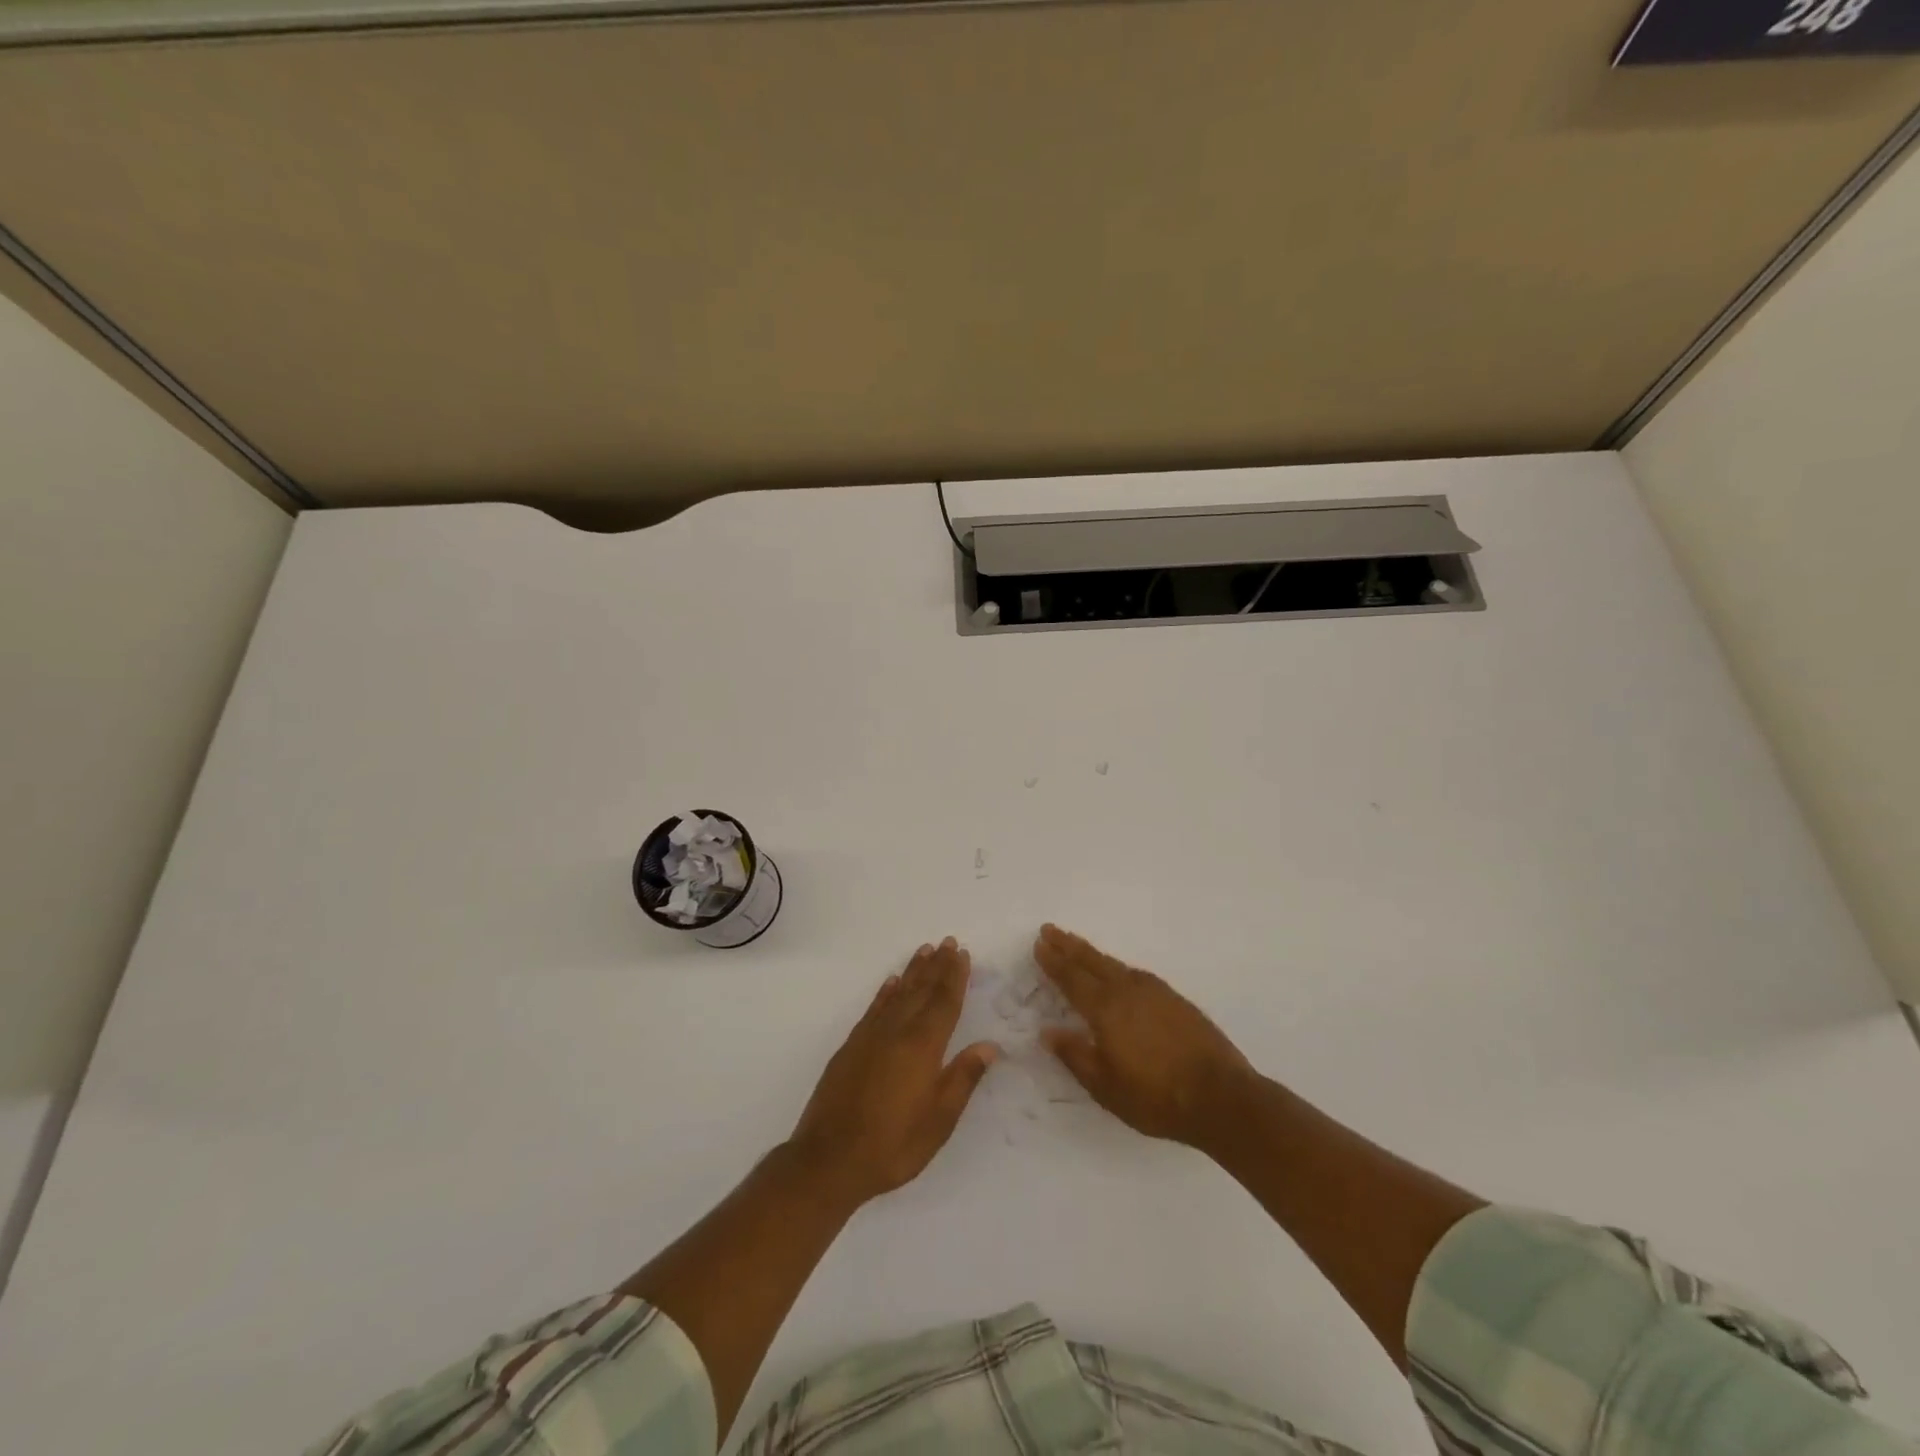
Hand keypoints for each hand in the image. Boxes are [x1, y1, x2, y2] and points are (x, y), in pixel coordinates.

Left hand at [789, 938, 999, 1205]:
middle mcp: (897, 1032)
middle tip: (948, 942)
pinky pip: (873, 1008)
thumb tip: (989, 1046)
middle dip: (937, 966)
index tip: (963, 954)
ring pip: (897, 994)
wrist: (828, 1160)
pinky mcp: (851, 1047)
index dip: (955, 978)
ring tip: (925, 951)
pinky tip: (891, 982)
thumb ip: (963, 1079)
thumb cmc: (892, 1145)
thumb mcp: (939, 1121)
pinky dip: (885, 992)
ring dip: (913, 971)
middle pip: (921, 991)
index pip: (944, 1003)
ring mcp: (870, 1037)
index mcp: (923, 1048)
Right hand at [1034, 924, 1252, 1148]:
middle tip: (1050, 930)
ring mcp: (1155, 992)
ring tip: (1077, 945)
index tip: (1039, 944)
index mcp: (1106, 1009)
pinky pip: (1135, 973)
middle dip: (1068, 945)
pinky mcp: (1176, 1000)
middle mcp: (1128, 991)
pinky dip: (1117, 966)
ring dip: (1092, 953)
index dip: (1053, 961)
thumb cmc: (1156, 1097)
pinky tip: (1119, 972)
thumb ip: (1075, 1055)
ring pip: (1115, 964)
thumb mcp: (1105, 1086)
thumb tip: (1047, 1032)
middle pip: (1092, 961)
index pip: (1072, 978)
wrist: (1221, 1097)